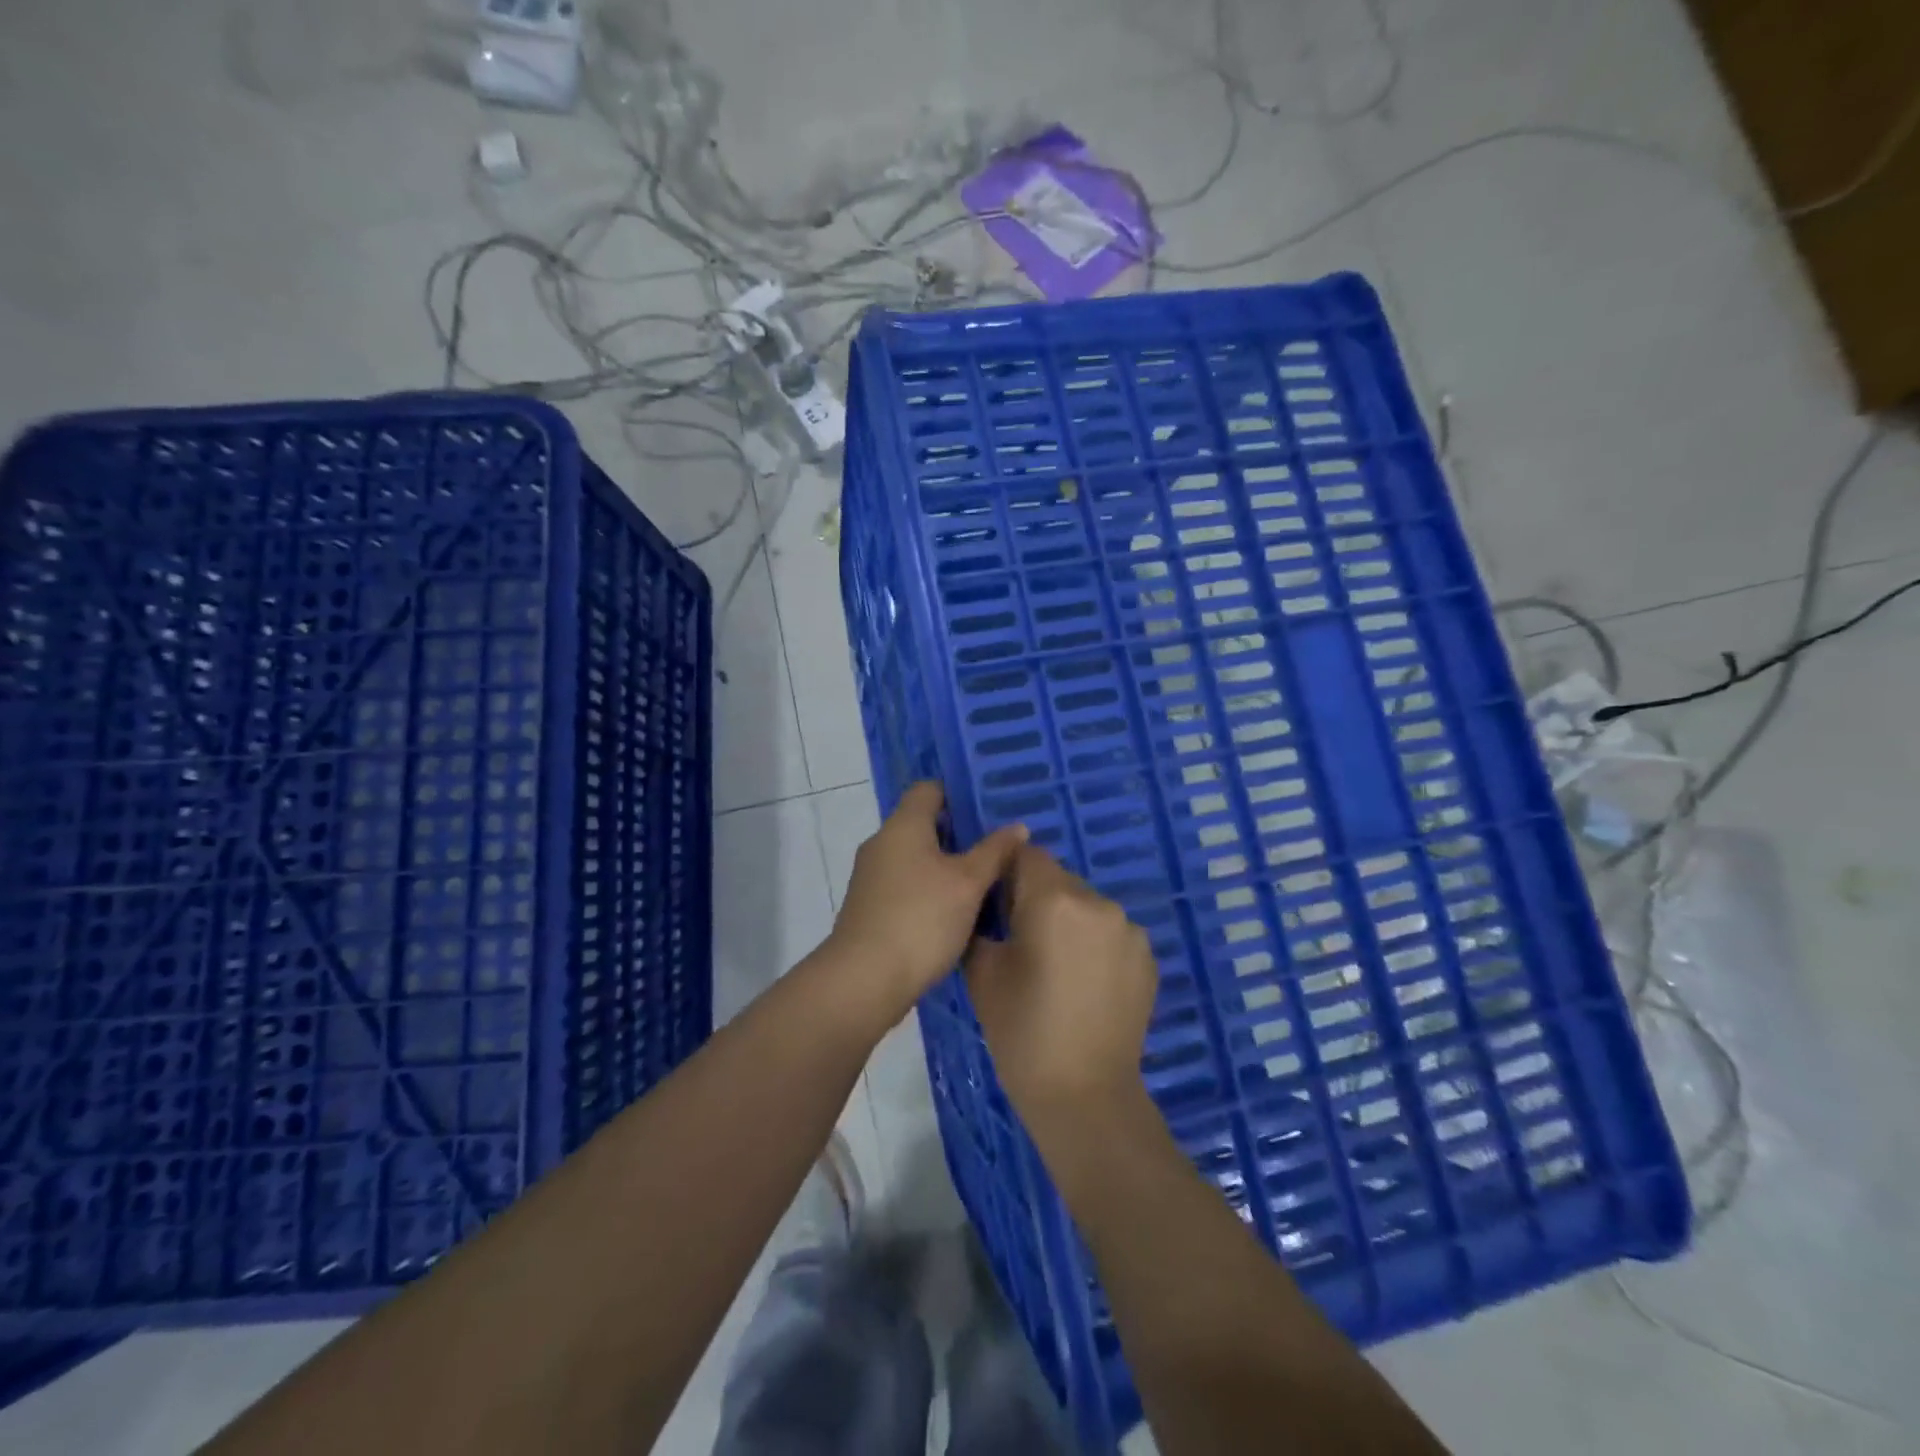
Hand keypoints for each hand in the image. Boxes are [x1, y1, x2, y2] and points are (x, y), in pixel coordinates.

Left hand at [827, 782, 1027, 1026]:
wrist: (864, 980)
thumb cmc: (920, 919)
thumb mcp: (968, 883)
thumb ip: (994, 852)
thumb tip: (1017, 827)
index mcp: (903, 826)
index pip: (929, 789)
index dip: (959, 792)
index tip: (990, 807)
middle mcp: (882, 843)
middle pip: (924, 824)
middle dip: (961, 833)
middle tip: (1000, 844)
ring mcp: (872, 877)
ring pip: (917, 857)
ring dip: (948, 864)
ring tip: (987, 878)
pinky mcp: (871, 907)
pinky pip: (908, 884)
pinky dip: (932, 888)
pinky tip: (958, 909)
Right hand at [964, 846, 1158, 1126]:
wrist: (1084, 1094)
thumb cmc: (1022, 1031)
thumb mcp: (982, 972)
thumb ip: (982, 922)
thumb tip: (987, 905)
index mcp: (1055, 899)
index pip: (1026, 855)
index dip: (1007, 872)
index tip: (996, 904)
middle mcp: (1098, 902)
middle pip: (1059, 879)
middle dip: (1038, 898)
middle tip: (1021, 940)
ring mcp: (1130, 929)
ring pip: (1087, 905)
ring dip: (1069, 921)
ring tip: (1056, 967)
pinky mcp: (1148, 957)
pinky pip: (1111, 932)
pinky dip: (1095, 944)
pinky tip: (1085, 983)